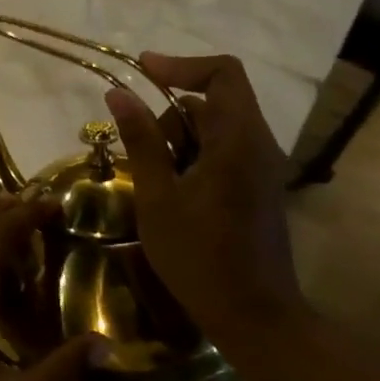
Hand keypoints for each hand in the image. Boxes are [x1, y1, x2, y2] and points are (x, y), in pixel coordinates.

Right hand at [103, 53, 308, 344]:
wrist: (253, 315)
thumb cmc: (199, 256)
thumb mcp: (157, 197)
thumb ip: (141, 141)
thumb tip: (118, 93)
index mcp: (239, 141)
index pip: (223, 74)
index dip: (181, 64)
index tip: (140, 70)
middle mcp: (258, 145)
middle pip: (215, 102)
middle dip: (171, 116)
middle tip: (139, 153)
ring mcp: (261, 168)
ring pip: (216, 129)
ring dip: (179, 141)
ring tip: (152, 181)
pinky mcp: (257, 187)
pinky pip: (223, 152)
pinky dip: (192, 158)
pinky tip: (170, 193)